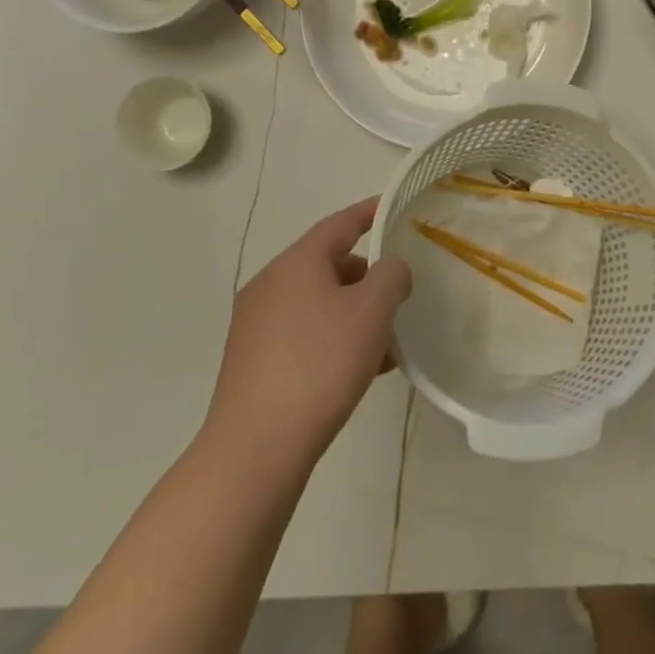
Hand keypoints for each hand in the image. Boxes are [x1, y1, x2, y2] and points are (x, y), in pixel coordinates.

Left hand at [201, 199, 410, 467]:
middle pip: (329, 265)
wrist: (257, 447)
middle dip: (368, 276)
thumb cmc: (321, 362)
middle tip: (400, 294)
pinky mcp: (254, 362)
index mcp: (296, 263)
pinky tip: (361, 369)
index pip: (340, 224)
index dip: (370, 212)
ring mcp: (256, 326)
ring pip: (319, 304)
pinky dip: (335, 338)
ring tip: (388, 342)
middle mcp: (270, 285)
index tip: (394, 206)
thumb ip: (392, 274)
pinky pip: (305, 334)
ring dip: (354, 313)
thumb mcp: (373, 309)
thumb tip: (389, 269)